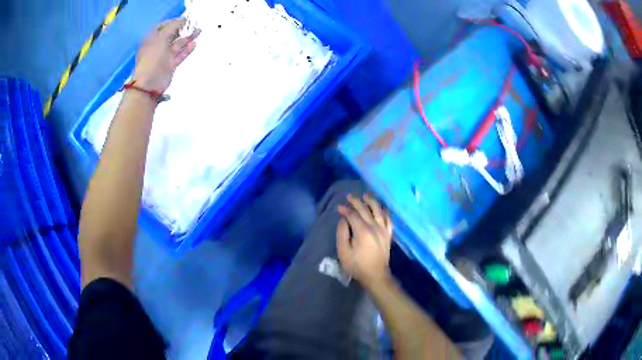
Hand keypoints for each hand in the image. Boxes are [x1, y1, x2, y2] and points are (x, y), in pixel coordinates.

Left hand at [133, 18, 200, 92]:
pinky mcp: (170, 65)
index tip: (182, 20)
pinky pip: (179, 55)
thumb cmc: (152, 58)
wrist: (149, 84)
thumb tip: (182, 20)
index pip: (161, 27)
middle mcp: (157, 47)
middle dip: (181, 29)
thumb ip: (173, 27)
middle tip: (192, 25)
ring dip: (187, 38)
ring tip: (198, 31)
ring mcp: (163, 57)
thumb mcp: (161, 38)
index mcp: (151, 40)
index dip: (171, 22)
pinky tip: (194, 43)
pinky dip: (186, 50)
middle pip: (170, 35)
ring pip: (177, 45)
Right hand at [337, 194, 392, 288]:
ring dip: (372, 202)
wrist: (375, 275)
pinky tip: (381, 208)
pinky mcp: (388, 235)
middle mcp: (375, 227)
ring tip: (366, 195)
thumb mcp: (343, 251)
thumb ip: (342, 233)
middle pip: (365, 210)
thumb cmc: (357, 265)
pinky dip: (385, 212)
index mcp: (363, 231)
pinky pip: (388, 220)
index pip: (353, 215)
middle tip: (349, 196)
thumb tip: (343, 220)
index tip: (339, 207)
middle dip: (356, 202)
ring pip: (378, 211)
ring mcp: (383, 230)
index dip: (346, 209)